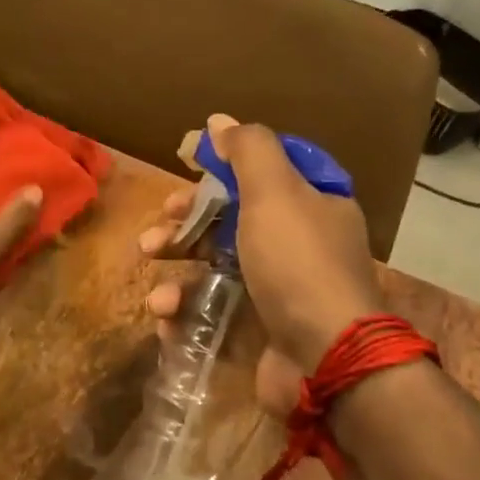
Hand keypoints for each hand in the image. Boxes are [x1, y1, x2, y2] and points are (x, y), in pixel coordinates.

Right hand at [140, 114, 384, 411]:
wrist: (326, 359)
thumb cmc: (297, 263)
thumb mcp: (275, 191)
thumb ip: (248, 150)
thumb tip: (219, 120)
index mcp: (310, 203)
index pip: (261, 170)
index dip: (220, 165)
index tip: (185, 163)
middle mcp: (297, 242)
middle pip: (231, 217)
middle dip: (187, 220)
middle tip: (159, 226)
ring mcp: (279, 288)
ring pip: (216, 265)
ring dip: (178, 269)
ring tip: (153, 280)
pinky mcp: (260, 328)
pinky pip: (214, 309)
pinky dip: (186, 312)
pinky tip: (166, 317)